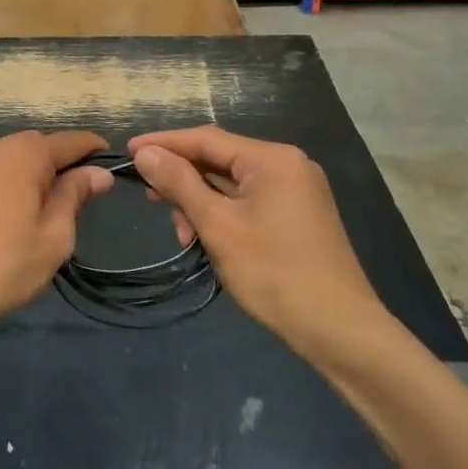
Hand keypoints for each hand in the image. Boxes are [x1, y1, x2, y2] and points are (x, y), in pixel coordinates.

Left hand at [0, 131, 113, 338]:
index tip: (116, 170)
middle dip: (67, 166)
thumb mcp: (54, 235)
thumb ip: (76, 196)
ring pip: (20, 159)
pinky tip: (23, 214)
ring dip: (41, 176)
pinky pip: (1, 171)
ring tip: (54, 213)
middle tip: (85, 202)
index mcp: (25, 153)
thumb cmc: (3, 265)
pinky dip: (18, 183)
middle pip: (44, 147)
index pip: (72, 141)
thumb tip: (99, 173)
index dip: (96, 152)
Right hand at [128, 127, 385, 354]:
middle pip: (219, 159)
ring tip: (182, 234)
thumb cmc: (274, 273)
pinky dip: (222, 215)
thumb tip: (145, 153)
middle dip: (183, 179)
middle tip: (149, 198)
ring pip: (232, 184)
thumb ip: (180, 184)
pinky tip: (206, 239)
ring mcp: (295, 191)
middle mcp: (287, 165)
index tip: (128, 150)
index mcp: (272, 159)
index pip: (206, 138)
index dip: (164, 144)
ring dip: (201, 202)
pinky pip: (249, 201)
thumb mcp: (218, 226)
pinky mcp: (297, 215)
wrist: (339, 329)